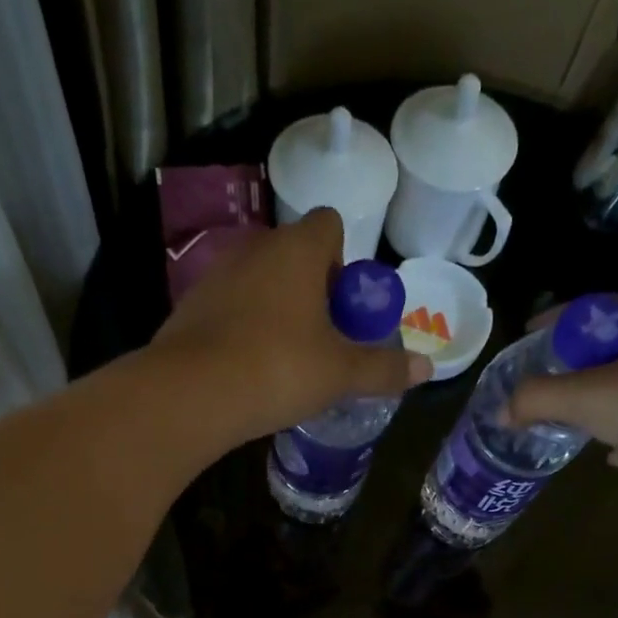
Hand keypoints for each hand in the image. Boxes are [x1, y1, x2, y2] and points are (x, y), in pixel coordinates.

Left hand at [150, 209, 430, 442]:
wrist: (193, 393)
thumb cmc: (279, 368)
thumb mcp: (340, 374)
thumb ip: (383, 369)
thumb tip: (427, 370)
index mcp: (297, 249)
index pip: (329, 224)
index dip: (344, 261)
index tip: (346, 307)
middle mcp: (255, 249)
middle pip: (294, 255)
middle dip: (313, 291)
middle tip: (323, 340)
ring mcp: (217, 275)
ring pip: (259, 282)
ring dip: (276, 310)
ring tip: (285, 360)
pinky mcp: (190, 307)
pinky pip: (230, 308)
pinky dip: (243, 329)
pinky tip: (248, 369)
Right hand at [506, 296, 617, 507]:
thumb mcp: (586, 397)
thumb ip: (538, 399)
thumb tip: (502, 411)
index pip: (591, 307)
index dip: (553, 321)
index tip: (524, 337)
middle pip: (612, 346)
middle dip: (575, 366)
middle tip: (542, 384)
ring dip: (603, 402)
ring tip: (570, 421)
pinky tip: (613, 455)